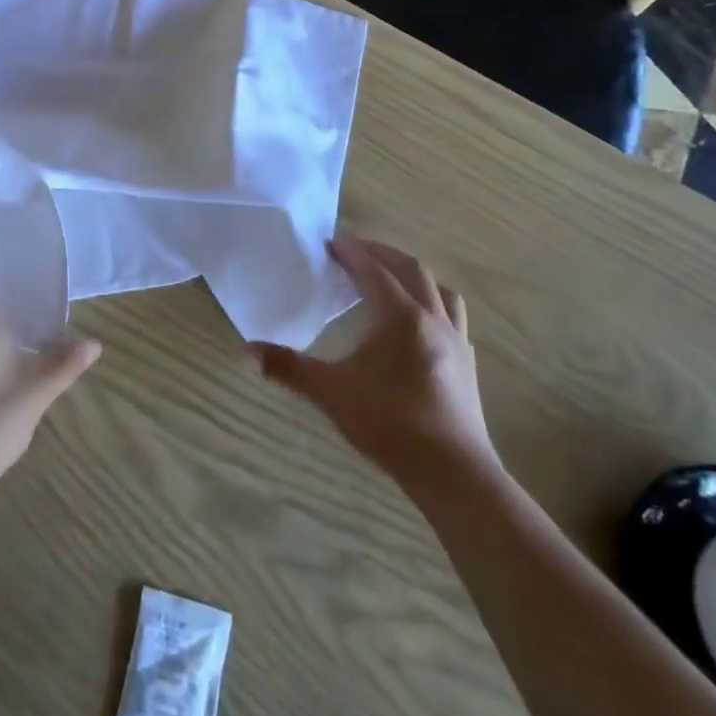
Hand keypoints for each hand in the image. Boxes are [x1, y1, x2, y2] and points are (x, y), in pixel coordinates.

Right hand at [251, 237, 496, 484]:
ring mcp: (455, 340)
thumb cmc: (391, 425)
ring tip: (392, 279)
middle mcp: (431, 318)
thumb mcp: (332, 393)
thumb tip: (248, 350)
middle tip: (354, 252)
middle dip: (381, 254)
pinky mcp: (467, 364)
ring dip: (413, 275)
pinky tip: (422, 323)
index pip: (372, 270)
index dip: (350, 251)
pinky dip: (434, 304)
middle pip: (410, 269)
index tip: (330, 241)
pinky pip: (453, 316)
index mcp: (400, 316)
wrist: (455, 474)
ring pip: (439, 289)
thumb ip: (289, 368)